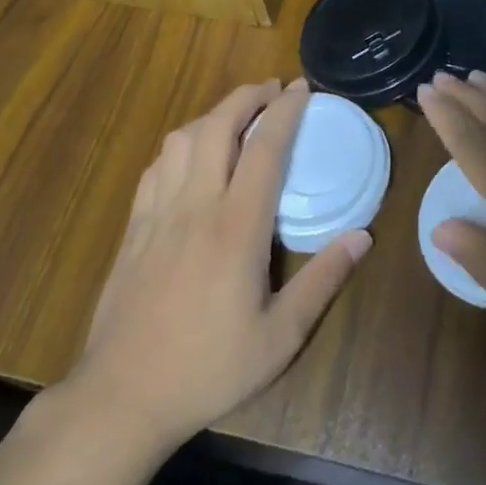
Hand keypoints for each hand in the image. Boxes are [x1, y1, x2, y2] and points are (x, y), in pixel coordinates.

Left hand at [66, 79, 369, 449]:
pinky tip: (190, 156)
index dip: (285, 111)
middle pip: (216, 127)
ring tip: (236, 116)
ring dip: (211, 115)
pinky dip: (180, 145)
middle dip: (246, 96)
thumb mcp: (280, 337)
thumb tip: (363, 235)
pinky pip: (156, 167)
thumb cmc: (209, 368)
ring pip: (180, 140)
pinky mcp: (134, 228)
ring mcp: (157, 214)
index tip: (303, 88)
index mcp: (236, 228)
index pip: (264, 149)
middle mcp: (195, 206)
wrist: (122, 397)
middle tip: (273, 89)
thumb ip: (323, 281)